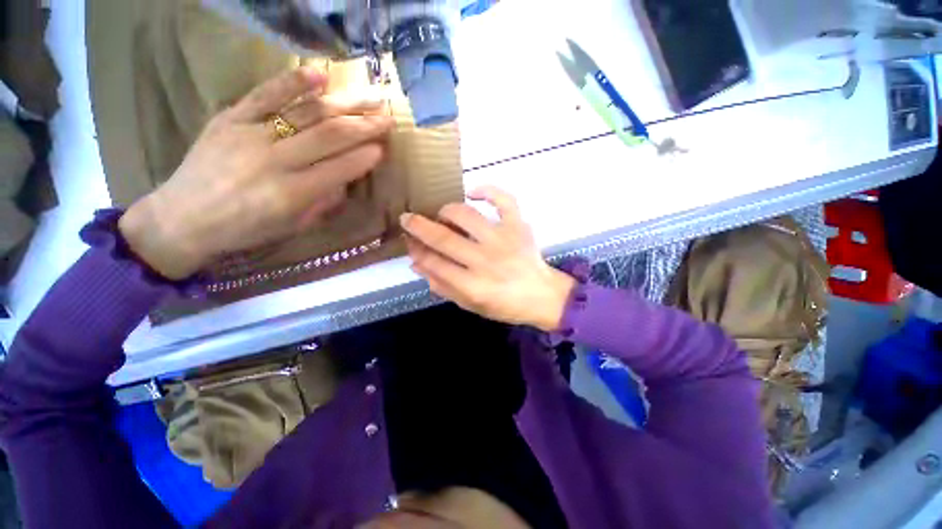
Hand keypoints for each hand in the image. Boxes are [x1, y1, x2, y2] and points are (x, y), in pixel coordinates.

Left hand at [118, 67, 393, 278]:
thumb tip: (346, 179)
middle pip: (329, 136)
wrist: (182, 217)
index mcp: (291, 194)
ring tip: (370, 96)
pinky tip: (321, 74)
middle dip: (364, 126)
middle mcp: (274, 161)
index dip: (365, 158)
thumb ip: (323, 202)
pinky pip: (265, 94)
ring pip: (307, 113)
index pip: (339, 169)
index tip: (384, 149)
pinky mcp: (230, 117)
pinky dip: (294, 82)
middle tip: (389, 118)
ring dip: (344, 103)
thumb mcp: (292, 226)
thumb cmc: (244, 229)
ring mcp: (250, 134)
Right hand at [400, 186, 575, 331]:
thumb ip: (443, 286)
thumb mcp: (470, 305)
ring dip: (447, 211)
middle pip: (445, 238)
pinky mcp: (519, 226)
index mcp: (474, 286)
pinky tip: (472, 192)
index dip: (417, 250)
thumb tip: (416, 264)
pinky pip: (503, 200)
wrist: (543, 296)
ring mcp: (504, 240)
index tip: (408, 241)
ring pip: (467, 216)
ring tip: (443, 215)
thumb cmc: (505, 305)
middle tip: (408, 218)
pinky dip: (487, 190)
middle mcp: (486, 261)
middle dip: (419, 226)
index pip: (435, 263)